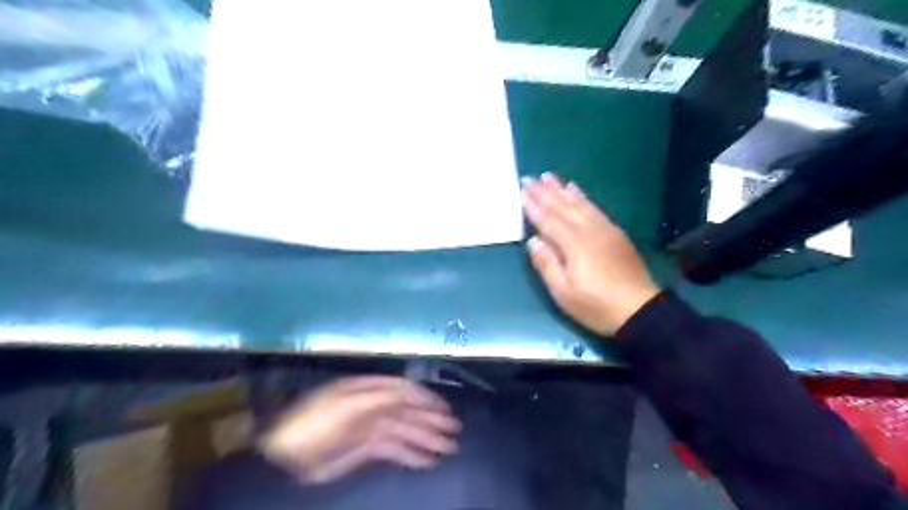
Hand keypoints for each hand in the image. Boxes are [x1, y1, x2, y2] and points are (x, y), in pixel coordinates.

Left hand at [260, 376, 460, 483]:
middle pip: (408, 411)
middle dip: (431, 420)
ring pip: (405, 431)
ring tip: (448, 448)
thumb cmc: (315, 422)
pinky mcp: (365, 447)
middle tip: (455, 430)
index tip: (445, 408)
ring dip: (427, 438)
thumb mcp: (347, 404)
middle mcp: (373, 405)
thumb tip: (411, 393)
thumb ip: (381, 397)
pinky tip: (427, 461)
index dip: (425, 398)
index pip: (404, 391)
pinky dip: (411, 454)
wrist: (283, 452)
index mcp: (369, 390)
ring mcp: (370, 427)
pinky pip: (394, 449)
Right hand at [525, 173, 660, 335]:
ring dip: (562, 189)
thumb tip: (533, 241)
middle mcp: (589, 231)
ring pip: (580, 204)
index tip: (522, 190)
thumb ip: (547, 264)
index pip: (549, 220)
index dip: (534, 205)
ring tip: (549, 176)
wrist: (640, 310)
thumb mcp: (564, 292)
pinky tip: (576, 191)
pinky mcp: (616, 233)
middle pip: (563, 207)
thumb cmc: (596, 305)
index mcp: (573, 245)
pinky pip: (595, 208)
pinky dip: (583, 197)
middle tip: (530, 177)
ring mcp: (605, 230)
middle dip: (545, 192)